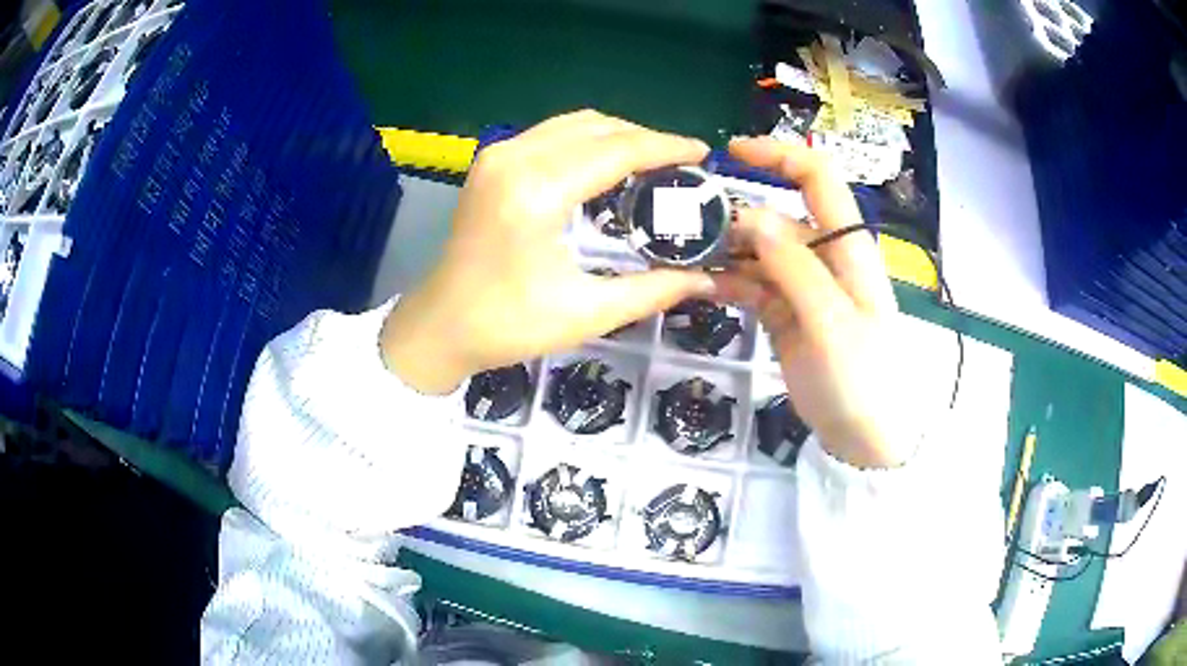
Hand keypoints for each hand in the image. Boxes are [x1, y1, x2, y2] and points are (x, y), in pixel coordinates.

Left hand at [381, 111, 713, 393]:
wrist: (439, 326)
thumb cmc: (507, 326)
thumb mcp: (586, 313)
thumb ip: (652, 291)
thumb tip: (706, 281)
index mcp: (538, 192)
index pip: (617, 150)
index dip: (666, 147)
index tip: (704, 154)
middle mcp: (516, 158)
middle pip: (598, 127)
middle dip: (646, 139)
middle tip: (683, 165)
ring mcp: (498, 155)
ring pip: (574, 124)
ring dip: (617, 136)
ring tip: (653, 163)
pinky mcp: (491, 162)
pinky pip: (552, 133)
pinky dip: (588, 141)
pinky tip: (607, 166)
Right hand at [715, 137, 911, 467]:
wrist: (865, 438)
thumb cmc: (863, 381)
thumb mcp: (833, 324)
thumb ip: (797, 269)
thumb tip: (754, 219)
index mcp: (848, 247)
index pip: (818, 179)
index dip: (779, 156)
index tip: (732, 153)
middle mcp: (824, 257)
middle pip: (776, 216)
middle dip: (735, 216)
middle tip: (688, 231)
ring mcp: (802, 286)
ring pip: (758, 251)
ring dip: (723, 250)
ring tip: (682, 258)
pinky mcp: (785, 313)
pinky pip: (751, 284)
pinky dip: (726, 280)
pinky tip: (699, 284)